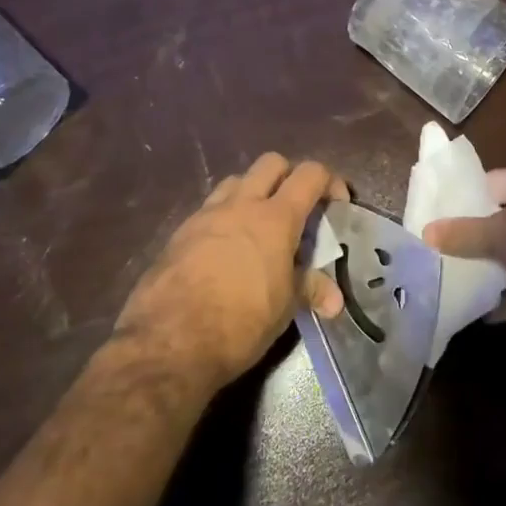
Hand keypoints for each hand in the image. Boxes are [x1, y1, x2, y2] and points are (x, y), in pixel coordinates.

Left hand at [115, 153, 346, 395]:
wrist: (168, 341)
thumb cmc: (240, 322)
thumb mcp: (284, 308)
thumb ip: (310, 290)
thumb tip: (335, 300)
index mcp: (275, 218)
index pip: (310, 174)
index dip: (329, 182)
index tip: (336, 205)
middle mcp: (241, 205)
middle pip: (271, 163)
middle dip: (289, 176)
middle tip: (297, 208)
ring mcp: (206, 215)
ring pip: (236, 181)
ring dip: (254, 192)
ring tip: (260, 226)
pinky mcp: (180, 233)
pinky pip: (210, 209)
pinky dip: (226, 217)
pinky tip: (227, 250)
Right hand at [423, 163, 505, 335]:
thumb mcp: (503, 236)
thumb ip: (465, 234)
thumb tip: (426, 232)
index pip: (489, 182)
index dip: (461, 200)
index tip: (434, 221)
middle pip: (504, 216)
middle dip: (476, 237)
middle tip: (442, 254)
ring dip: (496, 267)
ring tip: (459, 282)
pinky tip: (491, 314)